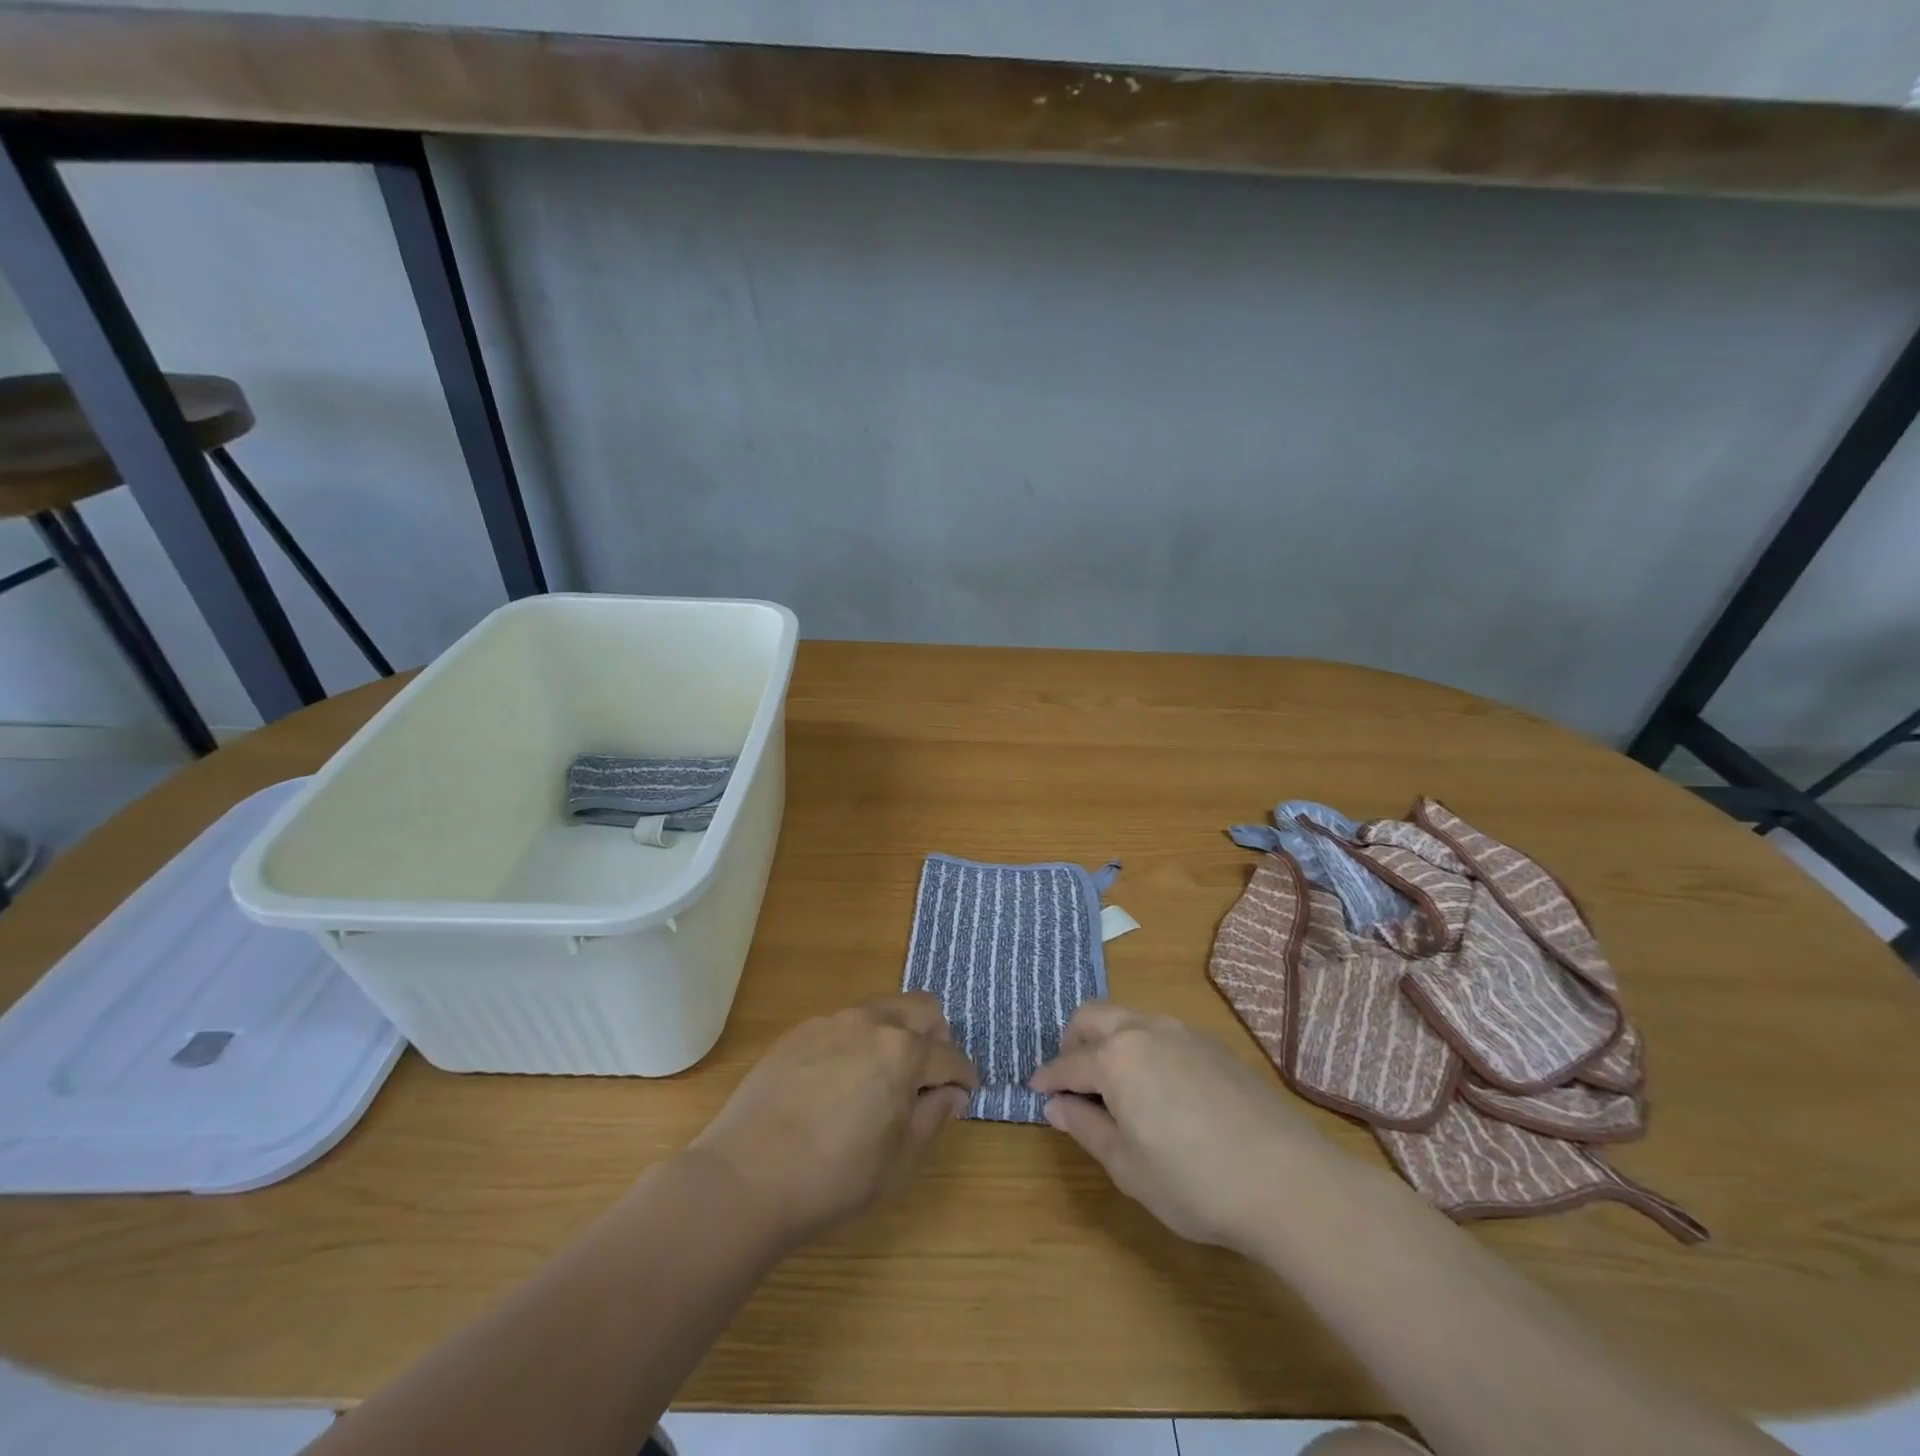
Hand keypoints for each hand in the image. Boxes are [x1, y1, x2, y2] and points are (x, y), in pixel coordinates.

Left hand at [689, 993, 976, 1248]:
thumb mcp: (898, 1162)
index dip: (963, 1078)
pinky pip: (844, 1023)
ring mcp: (831, 1021)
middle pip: (922, 1008)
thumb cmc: (833, 1178)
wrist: (746, 1176)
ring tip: (883, 1079)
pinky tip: (840, 1082)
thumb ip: (932, 1118)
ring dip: (897, 1034)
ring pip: (882, 1009)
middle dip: (936, 1039)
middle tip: (927, 1079)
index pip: (950, 1055)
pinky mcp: (800, 1031)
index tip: (962, 1096)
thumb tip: (950, 1094)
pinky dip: (858, 1042)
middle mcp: (871, 1022)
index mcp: (903, 1052)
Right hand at [1029, 1002, 1334, 1249]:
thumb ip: (1086, 1129)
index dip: (1047, 1078)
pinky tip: (1159, 1088)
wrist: (1288, 1180)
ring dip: (1110, 1040)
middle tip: (1072, 1079)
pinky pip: (1162, 1032)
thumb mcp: (1128, 1167)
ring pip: (1130, 1018)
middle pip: (1094, 1016)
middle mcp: (1145, 1030)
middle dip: (1073, 1041)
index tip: (1035, 1090)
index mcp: (1116, 1058)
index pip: (1068, 1063)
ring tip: (1114, 1085)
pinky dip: (1143, 1047)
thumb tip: (1056, 1106)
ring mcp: (1183, 1032)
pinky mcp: (1214, 1045)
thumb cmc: (1195, 1181)